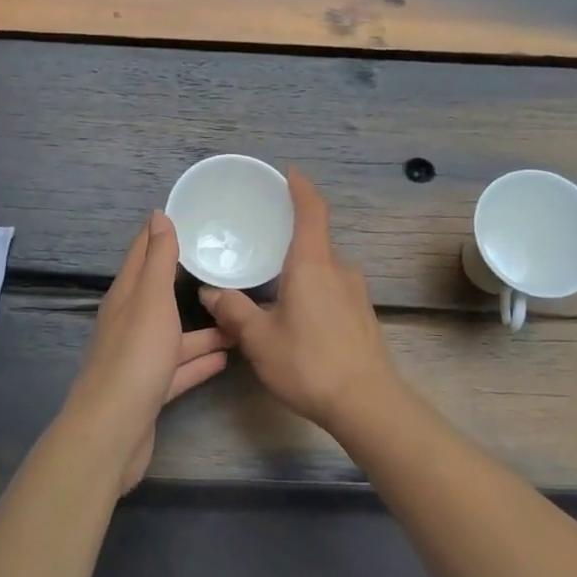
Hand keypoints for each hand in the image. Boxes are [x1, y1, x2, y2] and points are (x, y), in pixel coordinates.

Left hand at [64, 211, 230, 491]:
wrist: (112, 432)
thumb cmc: (134, 358)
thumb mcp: (150, 300)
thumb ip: (157, 260)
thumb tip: (157, 215)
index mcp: (125, 298)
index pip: (141, 255)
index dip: (159, 234)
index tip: (186, 215)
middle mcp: (129, 324)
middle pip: (159, 295)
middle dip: (186, 280)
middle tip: (224, 266)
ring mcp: (140, 359)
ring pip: (175, 335)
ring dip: (203, 328)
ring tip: (239, 318)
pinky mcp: (150, 391)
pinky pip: (180, 369)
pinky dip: (200, 361)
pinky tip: (226, 357)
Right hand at [200, 169, 401, 429]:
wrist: (366, 403)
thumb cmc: (308, 363)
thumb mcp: (259, 339)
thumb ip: (234, 311)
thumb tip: (210, 292)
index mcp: (312, 265)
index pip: (312, 211)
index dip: (301, 188)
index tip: (290, 172)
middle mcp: (339, 270)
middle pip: (315, 242)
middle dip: (290, 240)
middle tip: (262, 246)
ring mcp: (356, 293)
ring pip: (324, 270)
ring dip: (301, 272)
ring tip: (274, 288)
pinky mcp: (364, 315)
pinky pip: (334, 290)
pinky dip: (314, 291)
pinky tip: (298, 317)